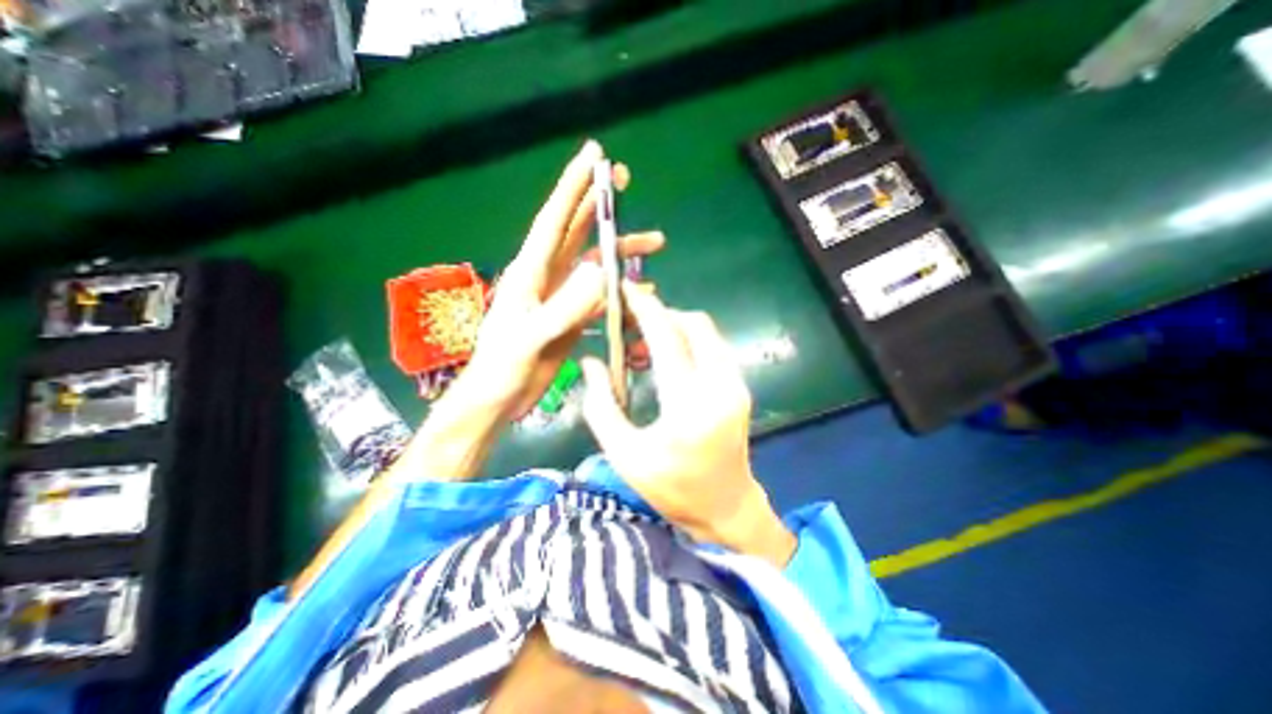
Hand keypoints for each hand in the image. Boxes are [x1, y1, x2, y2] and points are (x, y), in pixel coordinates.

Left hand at [452, 143, 666, 422]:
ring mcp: (561, 297)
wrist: (500, 398)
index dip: (573, 186)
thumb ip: (564, 307)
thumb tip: (601, 272)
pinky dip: (621, 291)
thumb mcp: (530, 338)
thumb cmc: (502, 368)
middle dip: (601, 206)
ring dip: (622, 252)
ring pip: (596, 263)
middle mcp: (547, 277)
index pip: (554, 219)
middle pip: (577, 232)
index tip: (593, 156)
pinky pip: (600, 296)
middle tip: (625, 180)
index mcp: (530, 272)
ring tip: (655, 244)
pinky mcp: (571, 318)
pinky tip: (641, 293)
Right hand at [580, 285, 791, 568]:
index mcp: (689, 406)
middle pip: (694, 324)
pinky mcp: (739, 387)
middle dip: (660, 314)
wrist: (726, 507)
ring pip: (706, 332)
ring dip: (674, 327)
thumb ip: (601, 406)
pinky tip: (665, 360)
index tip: (626, 290)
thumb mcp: (625, 455)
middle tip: (629, 324)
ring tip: (641, 345)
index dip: (645, 309)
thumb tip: (591, 362)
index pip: (667, 339)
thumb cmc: (672, 488)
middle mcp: (720, 386)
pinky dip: (687, 341)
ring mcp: (736, 385)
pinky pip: (712, 347)